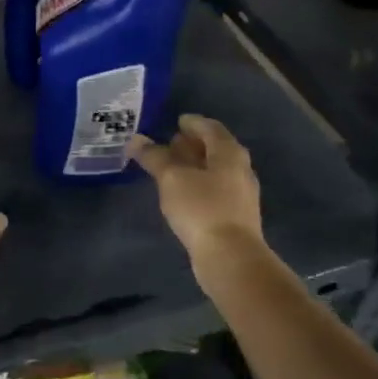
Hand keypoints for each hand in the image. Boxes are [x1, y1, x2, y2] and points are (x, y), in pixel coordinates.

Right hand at [128, 114, 263, 272]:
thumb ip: (154, 157)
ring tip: (171, 168)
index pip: (210, 127)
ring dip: (195, 165)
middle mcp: (240, 168)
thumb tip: (136, 139)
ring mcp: (241, 194)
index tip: (176, 121)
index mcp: (229, 152)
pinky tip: (182, 193)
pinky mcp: (235, 215)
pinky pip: (215, 190)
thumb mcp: (171, 178)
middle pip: (216, 148)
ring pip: (216, 170)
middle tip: (169, 143)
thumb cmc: (201, 208)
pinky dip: (198, 184)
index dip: (192, 122)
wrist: (230, 257)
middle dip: (193, 144)